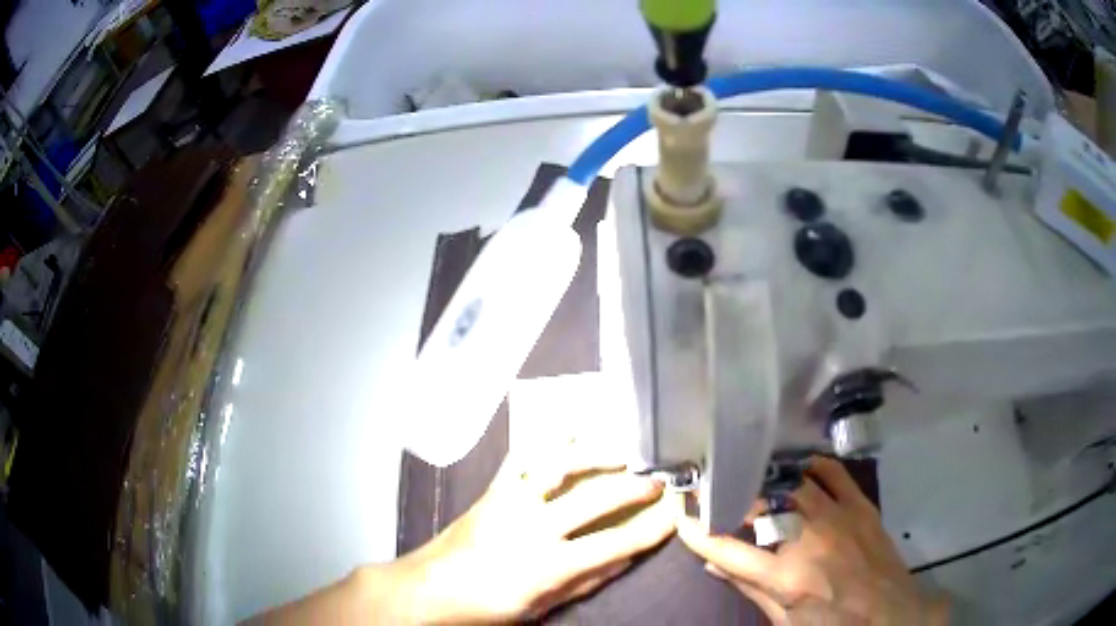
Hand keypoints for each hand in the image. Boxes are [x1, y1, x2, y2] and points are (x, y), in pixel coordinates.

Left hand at [380, 446, 676, 622]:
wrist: (431, 587)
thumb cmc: (488, 605)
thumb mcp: (543, 606)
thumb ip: (587, 580)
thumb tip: (627, 556)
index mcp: (548, 565)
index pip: (615, 542)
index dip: (651, 527)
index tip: (676, 512)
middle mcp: (533, 527)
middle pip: (596, 498)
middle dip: (635, 486)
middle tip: (660, 480)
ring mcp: (511, 501)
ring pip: (562, 466)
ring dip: (598, 453)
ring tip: (625, 451)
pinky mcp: (494, 488)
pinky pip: (523, 455)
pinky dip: (549, 439)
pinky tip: (571, 428)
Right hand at [678, 456, 948, 624]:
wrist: (891, 613)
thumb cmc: (833, 624)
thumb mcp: (785, 621)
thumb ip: (750, 589)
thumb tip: (713, 566)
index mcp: (786, 578)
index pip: (729, 551)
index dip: (699, 534)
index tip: (681, 517)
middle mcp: (808, 541)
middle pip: (761, 506)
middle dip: (733, 497)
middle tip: (717, 491)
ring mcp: (838, 517)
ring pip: (793, 483)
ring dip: (767, 479)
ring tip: (751, 475)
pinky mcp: (860, 505)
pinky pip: (832, 472)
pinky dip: (811, 465)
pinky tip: (798, 468)